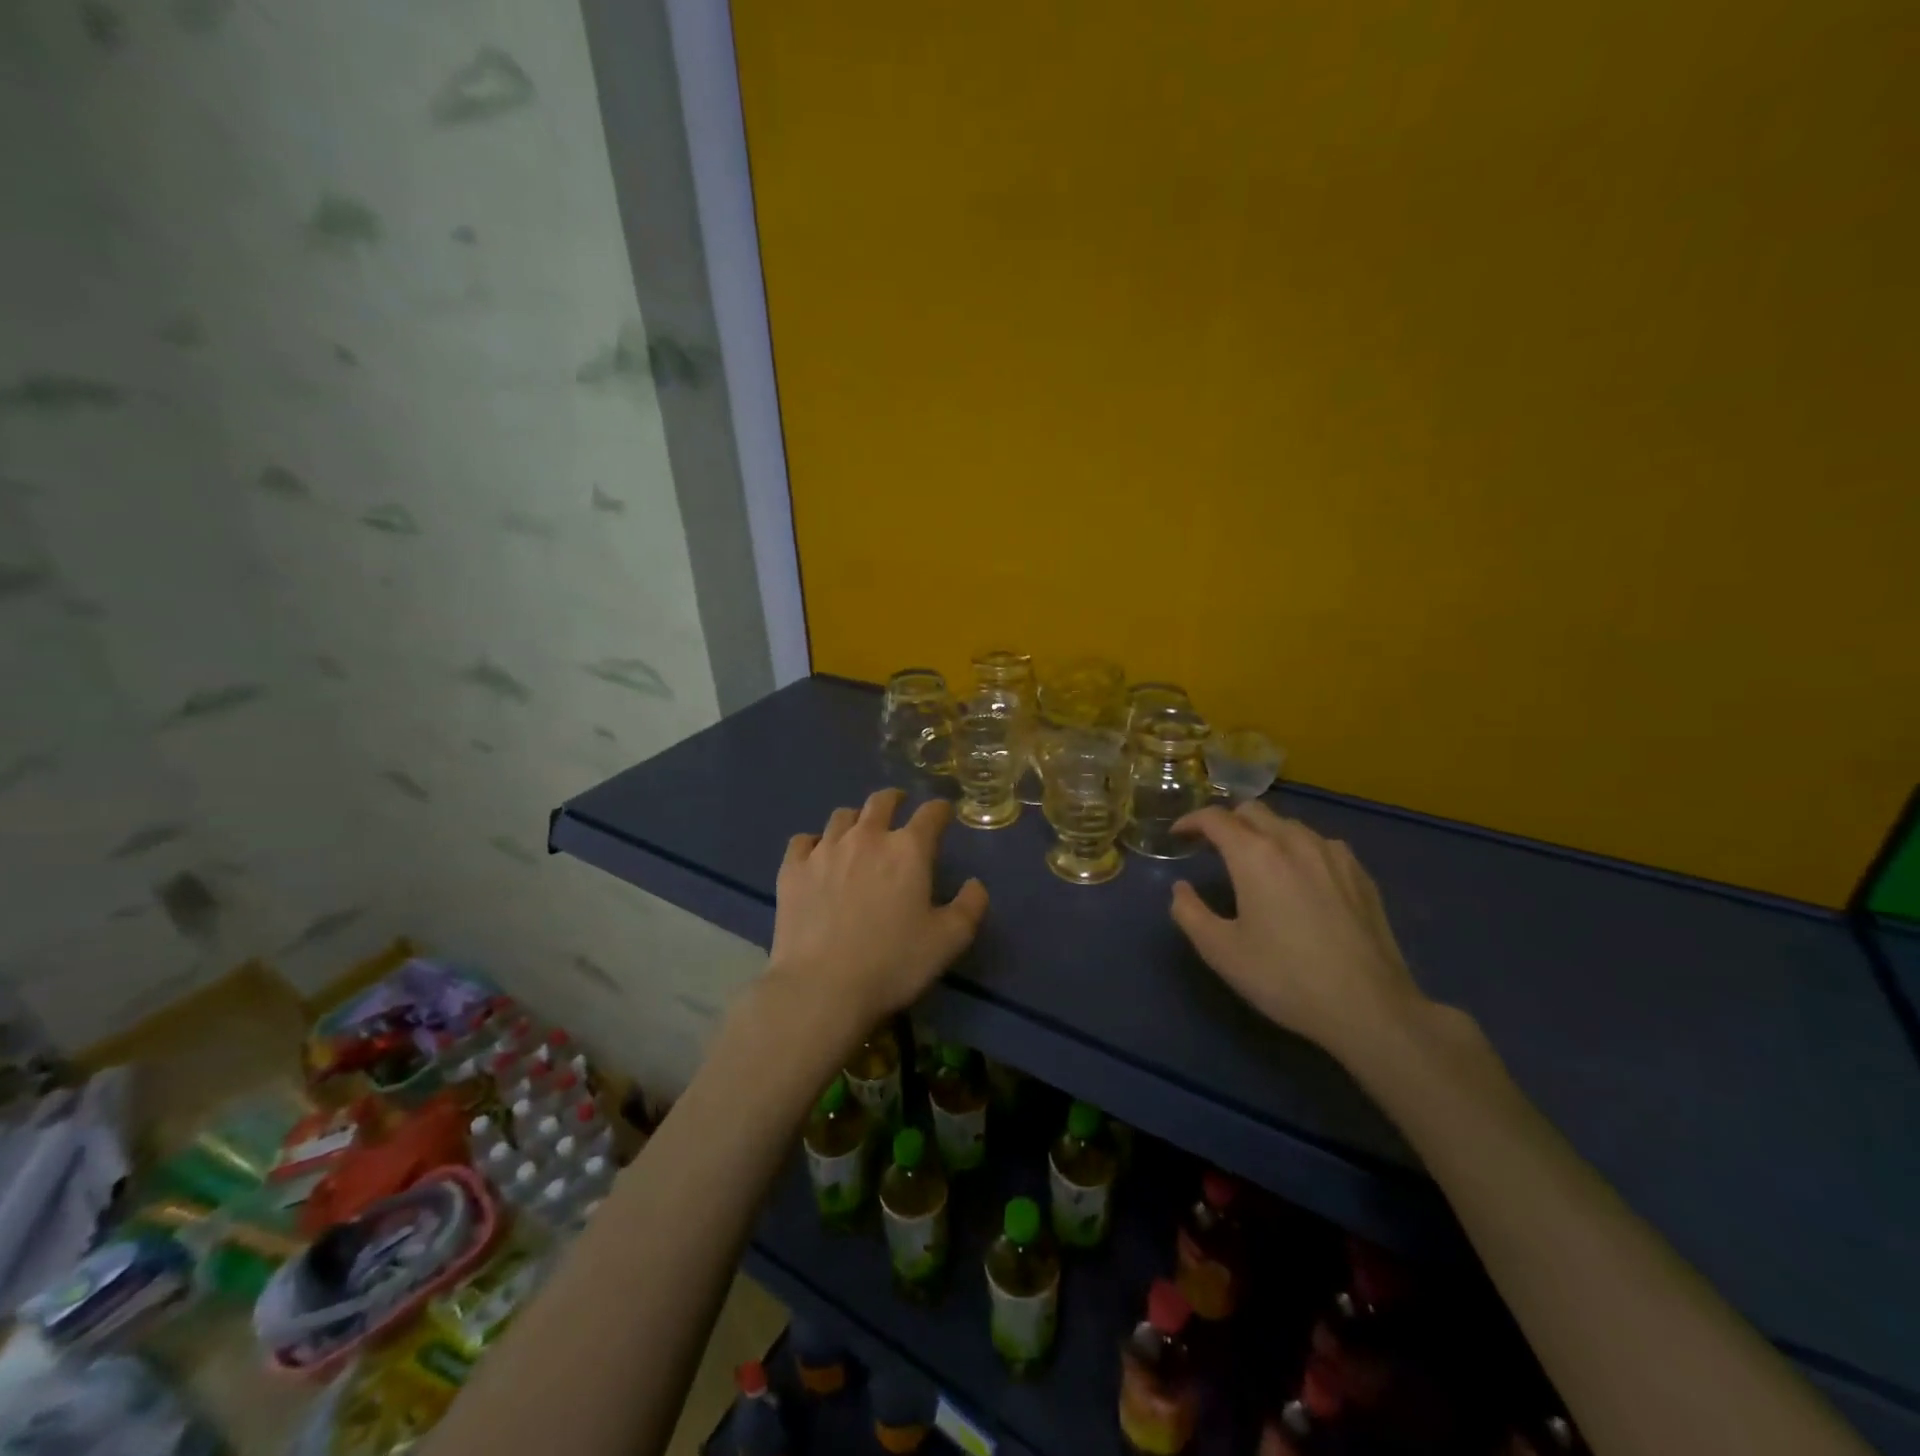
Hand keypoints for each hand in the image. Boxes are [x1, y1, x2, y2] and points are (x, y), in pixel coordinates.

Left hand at [767, 789, 988, 1025]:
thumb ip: (970, 907)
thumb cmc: (893, 963)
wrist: (822, 987)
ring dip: (856, 819)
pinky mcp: (792, 869)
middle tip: (899, 807)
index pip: (930, 813)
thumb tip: (975, 884)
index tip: (943, 813)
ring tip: (858, 832)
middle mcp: (866, 837)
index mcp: (908, 850)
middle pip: (881, 802)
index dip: (940, 810)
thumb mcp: (948, 941)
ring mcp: (825, 850)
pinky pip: (803, 840)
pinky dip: (815, 842)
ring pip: (842, 816)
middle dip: (894, 800)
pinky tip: (817, 855)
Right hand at [1170, 801, 1424, 1060]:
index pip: (1215, 818)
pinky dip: (1297, 849)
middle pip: (1252, 811)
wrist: (1369, 1008)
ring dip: (1263, 833)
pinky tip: (1299, 877)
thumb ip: (1189, 913)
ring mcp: (1333, 854)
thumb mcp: (1221, 951)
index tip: (1178, 835)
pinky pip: (1319, 844)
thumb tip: (1181, 889)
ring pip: (1288, 824)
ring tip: (1255, 861)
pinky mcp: (1360, 873)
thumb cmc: (1285, 977)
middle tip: (1213, 847)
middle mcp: (1293, 841)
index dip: (1191, 821)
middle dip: (1226, 822)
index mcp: (1255, 855)